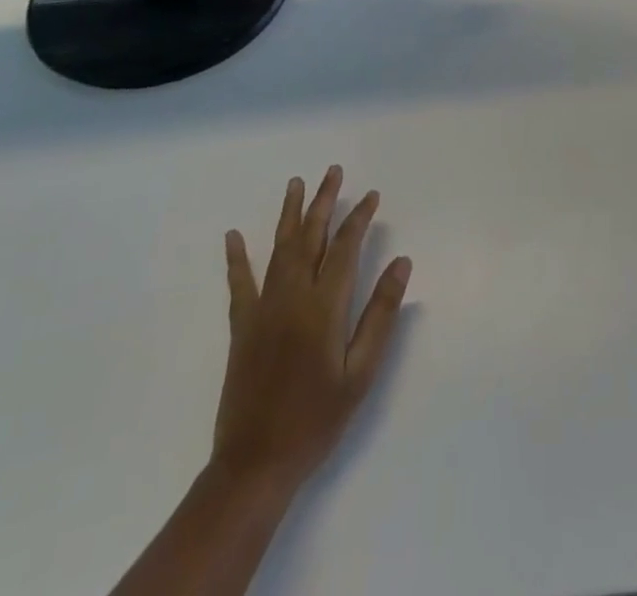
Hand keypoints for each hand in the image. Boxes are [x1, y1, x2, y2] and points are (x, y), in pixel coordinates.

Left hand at [213, 166, 411, 496]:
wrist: (255, 464)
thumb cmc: (317, 420)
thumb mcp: (361, 373)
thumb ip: (380, 314)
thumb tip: (402, 263)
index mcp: (325, 306)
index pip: (346, 247)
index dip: (359, 218)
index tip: (371, 196)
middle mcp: (293, 296)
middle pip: (311, 237)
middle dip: (324, 201)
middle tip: (332, 171)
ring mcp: (264, 308)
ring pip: (280, 249)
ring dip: (290, 214)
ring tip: (296, 183)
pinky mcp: (242, 326)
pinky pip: (240, 283)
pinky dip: (237, 257)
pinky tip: (234, 235)